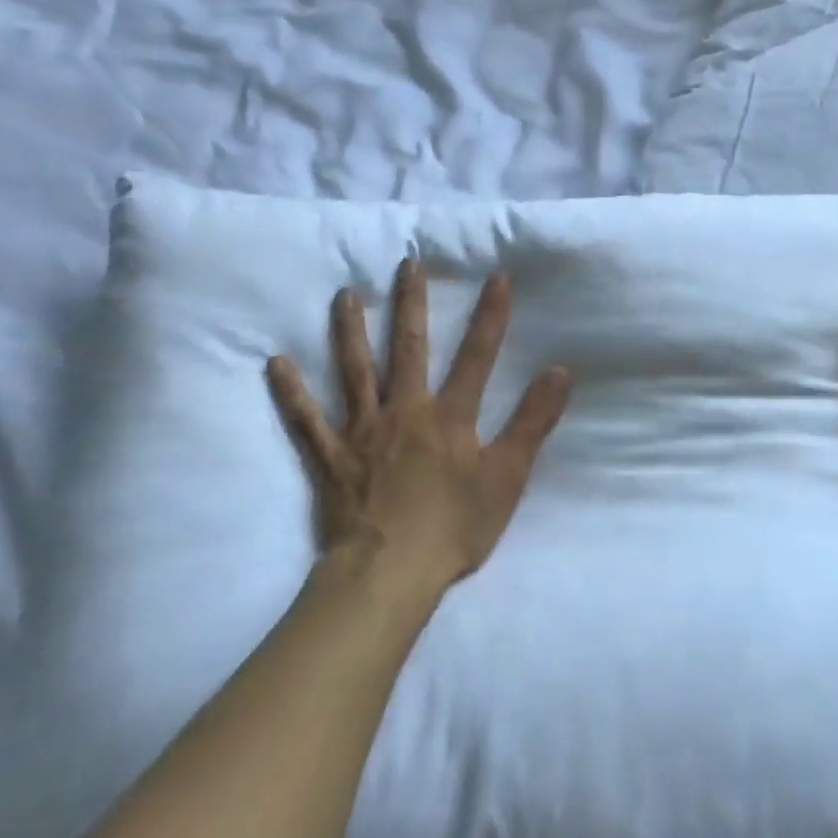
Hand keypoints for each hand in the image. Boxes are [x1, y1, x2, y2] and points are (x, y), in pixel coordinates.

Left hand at [266, 259, 570, 602]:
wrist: (390, 573)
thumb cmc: (454, 527)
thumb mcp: (508, 477)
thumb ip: (532, 422)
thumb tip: (560, 371)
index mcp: (449, 418)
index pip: (476, 357)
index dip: (490, 317)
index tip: (497, 277)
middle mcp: (404, 412)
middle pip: (408, 350)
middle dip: (412, 305)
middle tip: (406, 264)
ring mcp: (362, 433)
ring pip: (355, 372)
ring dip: (350, 331)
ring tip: (345, 295)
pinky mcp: (331, 459)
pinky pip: (306, 421)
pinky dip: (292, 392)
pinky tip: (277, 364)